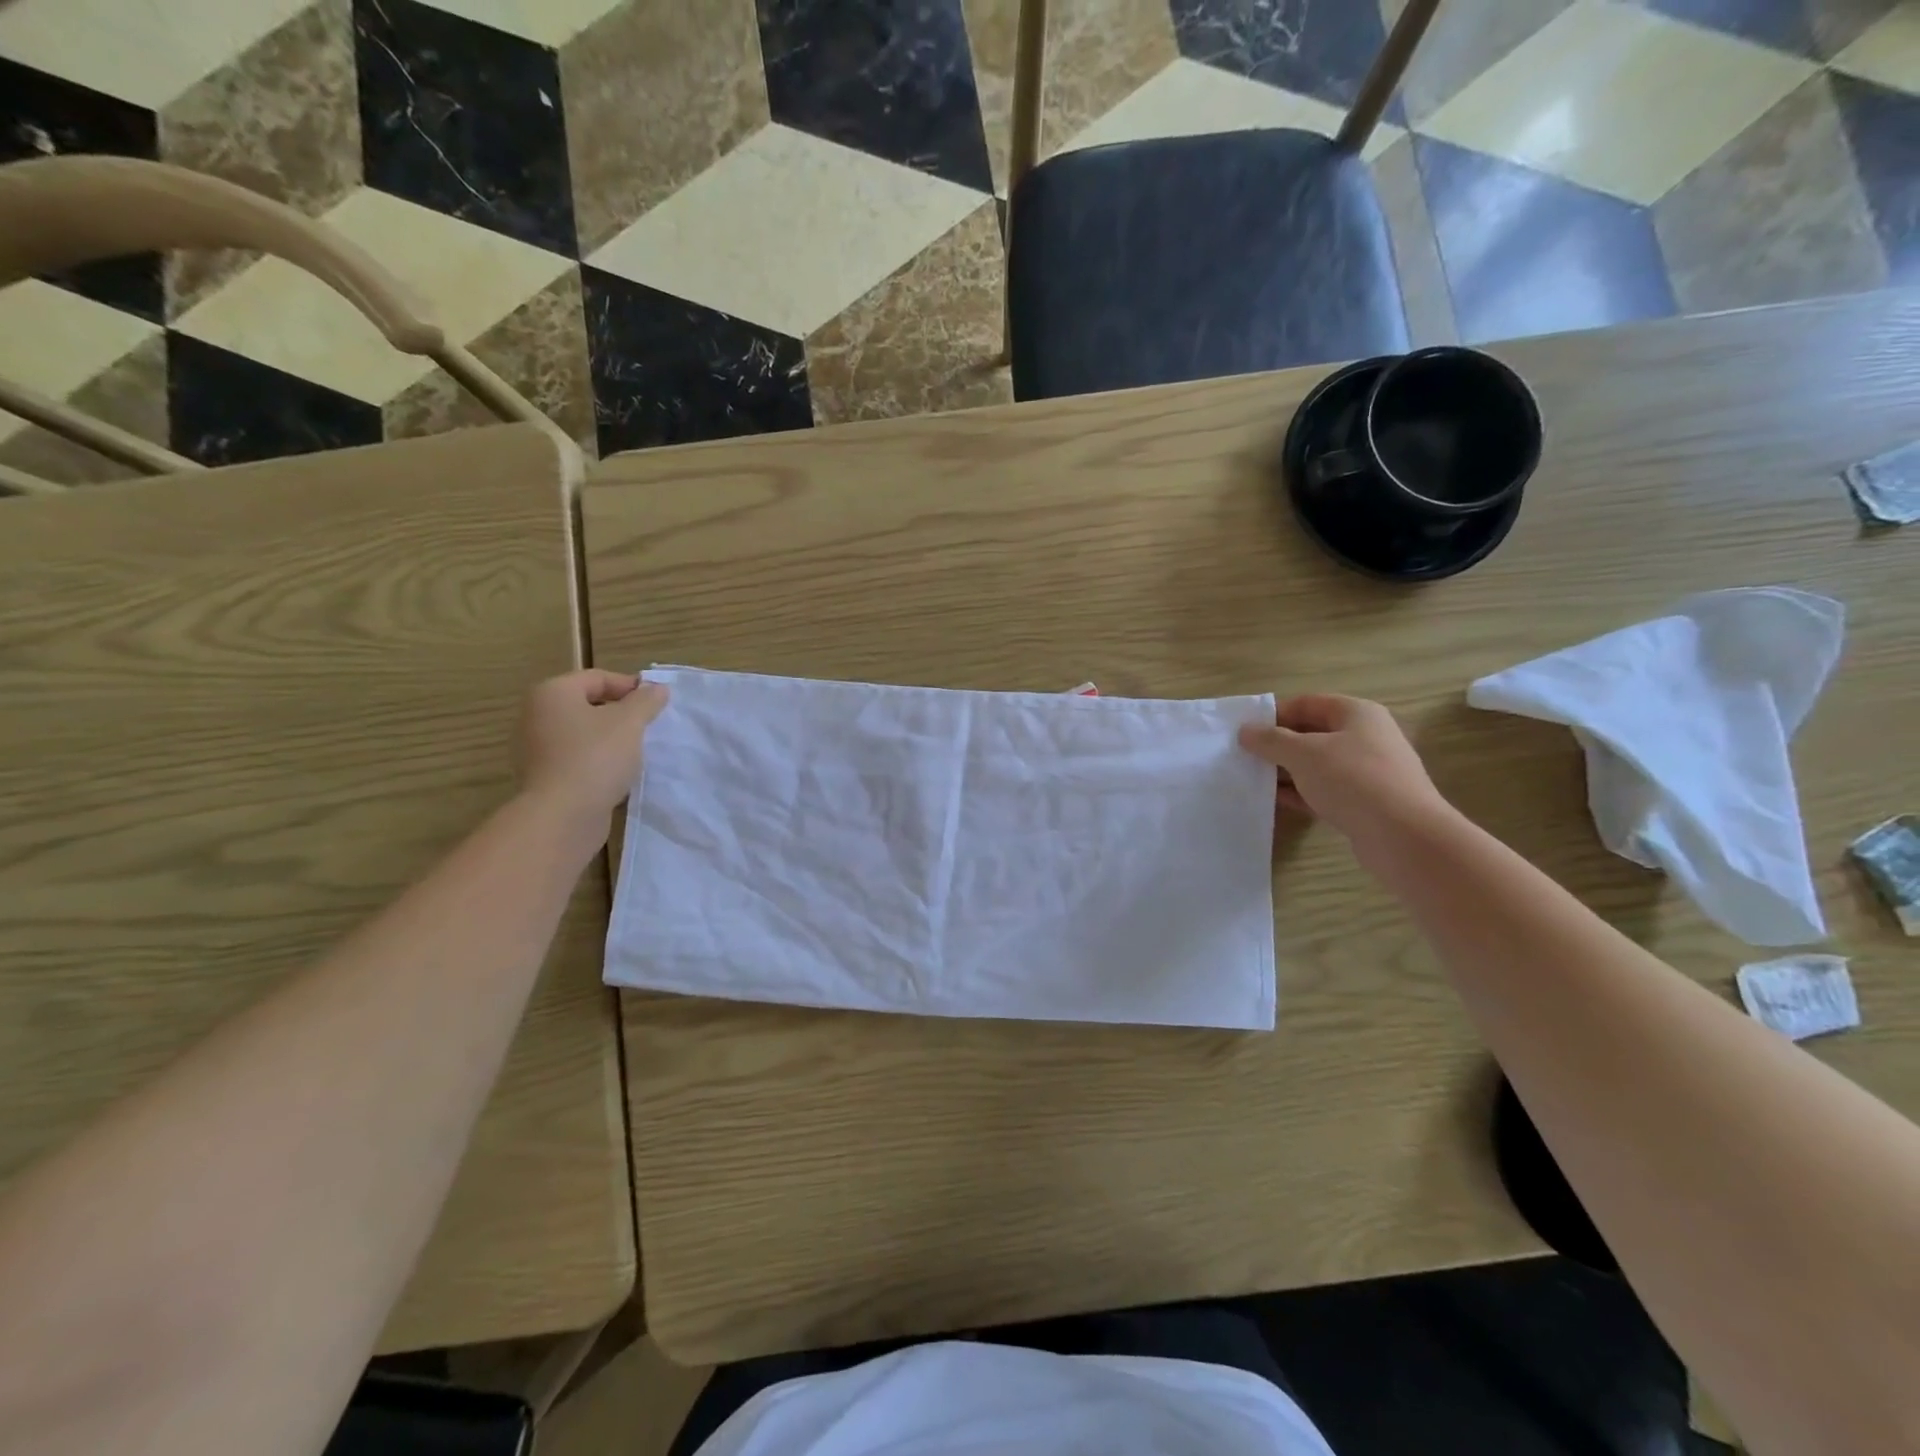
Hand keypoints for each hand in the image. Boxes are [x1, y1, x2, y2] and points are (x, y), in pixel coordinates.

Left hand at [515, 670, 669, 829]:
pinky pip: (576, 759)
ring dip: (610, 739)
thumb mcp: (630, 722)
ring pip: (582, 733)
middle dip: (620, 713)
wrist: (562, 816)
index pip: (597, 678)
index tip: (657, 703)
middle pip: (587, 704)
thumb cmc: (595, 757)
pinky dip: (597, 761)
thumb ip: (646, 701)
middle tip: (649, 726)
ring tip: (637, 751)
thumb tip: (657, 688)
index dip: (630, 686)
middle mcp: (536, 715)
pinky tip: (617, 774)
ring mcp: (535, 748)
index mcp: (552, 693)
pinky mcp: (542, 777)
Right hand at [1238, 694, 1451, 847]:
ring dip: (1286, 770)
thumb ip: (1270, 740)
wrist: (1404, 837)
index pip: (1306, 703)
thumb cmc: (1352, 780)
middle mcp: (1365, 737)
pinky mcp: (1365, 802)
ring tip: (1252, 779)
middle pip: (1311, 733)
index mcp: (1356, 713)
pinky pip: (1324, 790)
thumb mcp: (1303, 754)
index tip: (1244, 731)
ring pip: (1317, 764)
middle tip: (1243, 756)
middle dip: (1277, 744)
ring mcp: (1367, 771)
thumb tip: (1245, 731)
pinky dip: (1300, 793)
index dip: (1273, 714)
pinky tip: (1274, 801)